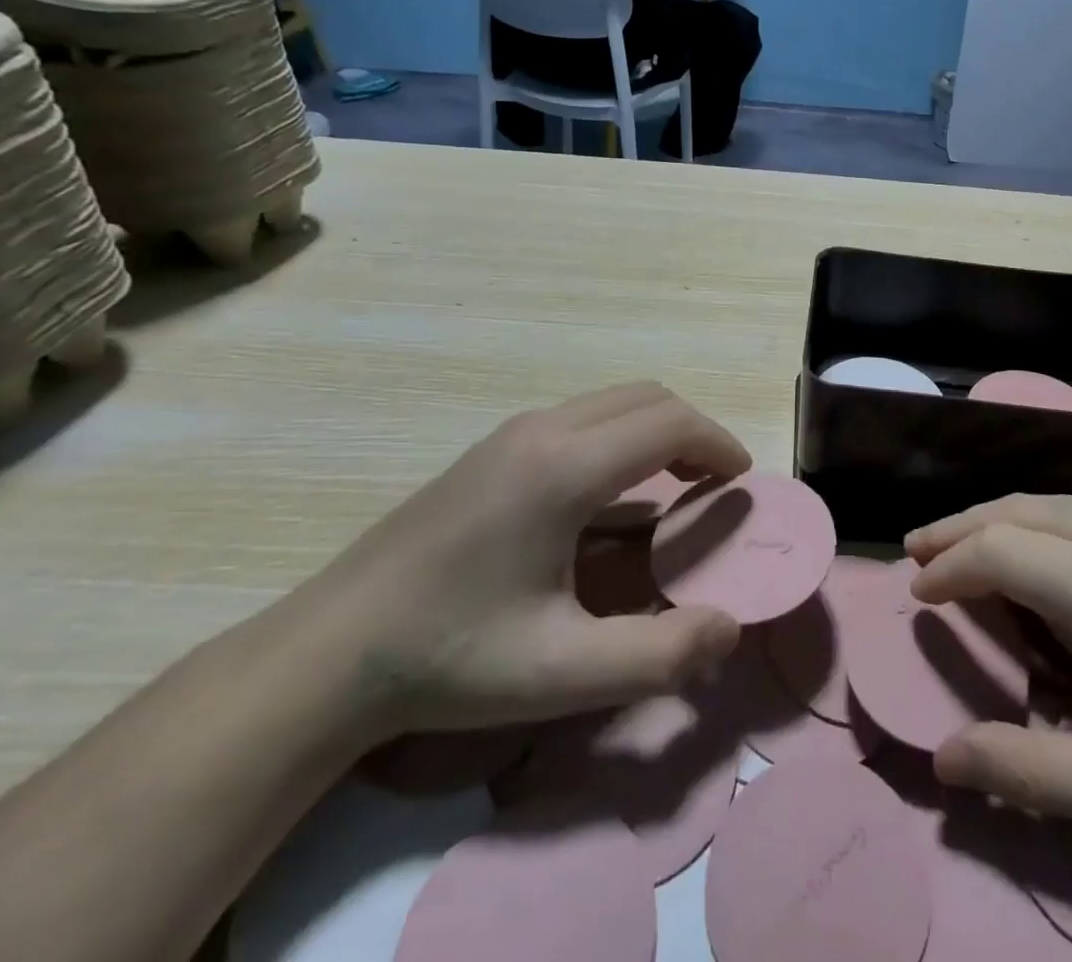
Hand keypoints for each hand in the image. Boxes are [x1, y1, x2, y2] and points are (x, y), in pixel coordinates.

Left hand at [284, 384, 747, 744]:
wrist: (330, 651)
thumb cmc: (450, 658)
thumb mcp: (560, 674)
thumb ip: (658, 655)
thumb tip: (730, 628)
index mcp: (564, 469)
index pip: (669, 423)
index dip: (717, 444)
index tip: (741, 482)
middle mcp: (542, 430)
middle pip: (647, 397)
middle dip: (694, 431)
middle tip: (713, 485)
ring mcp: (512, 433)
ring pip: (613, 402)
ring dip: (657, 430)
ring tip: (672, 486)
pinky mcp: (493, 448)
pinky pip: (582, 418)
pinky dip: (621, 437)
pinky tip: (609, 497)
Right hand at [906, 496, 1071, 853]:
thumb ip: (1030, 773)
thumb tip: (943, 761)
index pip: (1005, 552)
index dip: (951, 567)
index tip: (918, 594)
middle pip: (1019, 510)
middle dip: (959, 530)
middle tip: (915, 554)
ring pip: (1048, 502)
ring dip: (994, 520)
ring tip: (952, 545)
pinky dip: (1033, 523)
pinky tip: (1024, 551)